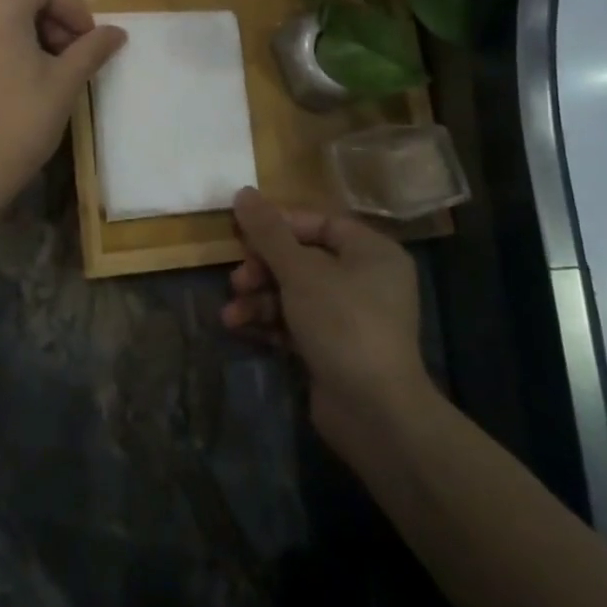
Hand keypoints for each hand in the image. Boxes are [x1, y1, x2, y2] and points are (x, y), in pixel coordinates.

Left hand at [0, 0, 126, 214]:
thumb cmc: (19, 123)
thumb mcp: (64, 82)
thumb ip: (92, 48)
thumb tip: (118, 32)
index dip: (73, 9)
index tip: (90, 41)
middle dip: (50, 15)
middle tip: (71, 51)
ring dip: (26, 26)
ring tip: (46, 64)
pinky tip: (15, 73)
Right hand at [224, 188, 427, 457]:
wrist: (375, 415)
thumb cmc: (342, 324)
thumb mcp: (300, 271)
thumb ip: (268, 231)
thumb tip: (242, 191)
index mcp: (371, 251)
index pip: (319, 223)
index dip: (279, 225)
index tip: (244, 234)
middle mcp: (366, 280)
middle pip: (303, 258)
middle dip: (264, 268)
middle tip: (237, 279)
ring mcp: (351, 318)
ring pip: (296, 293)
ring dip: (260, 299)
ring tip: (230, 313)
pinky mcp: (335, 350)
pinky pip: (297, 323)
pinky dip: (270, 323)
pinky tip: (240, 328)